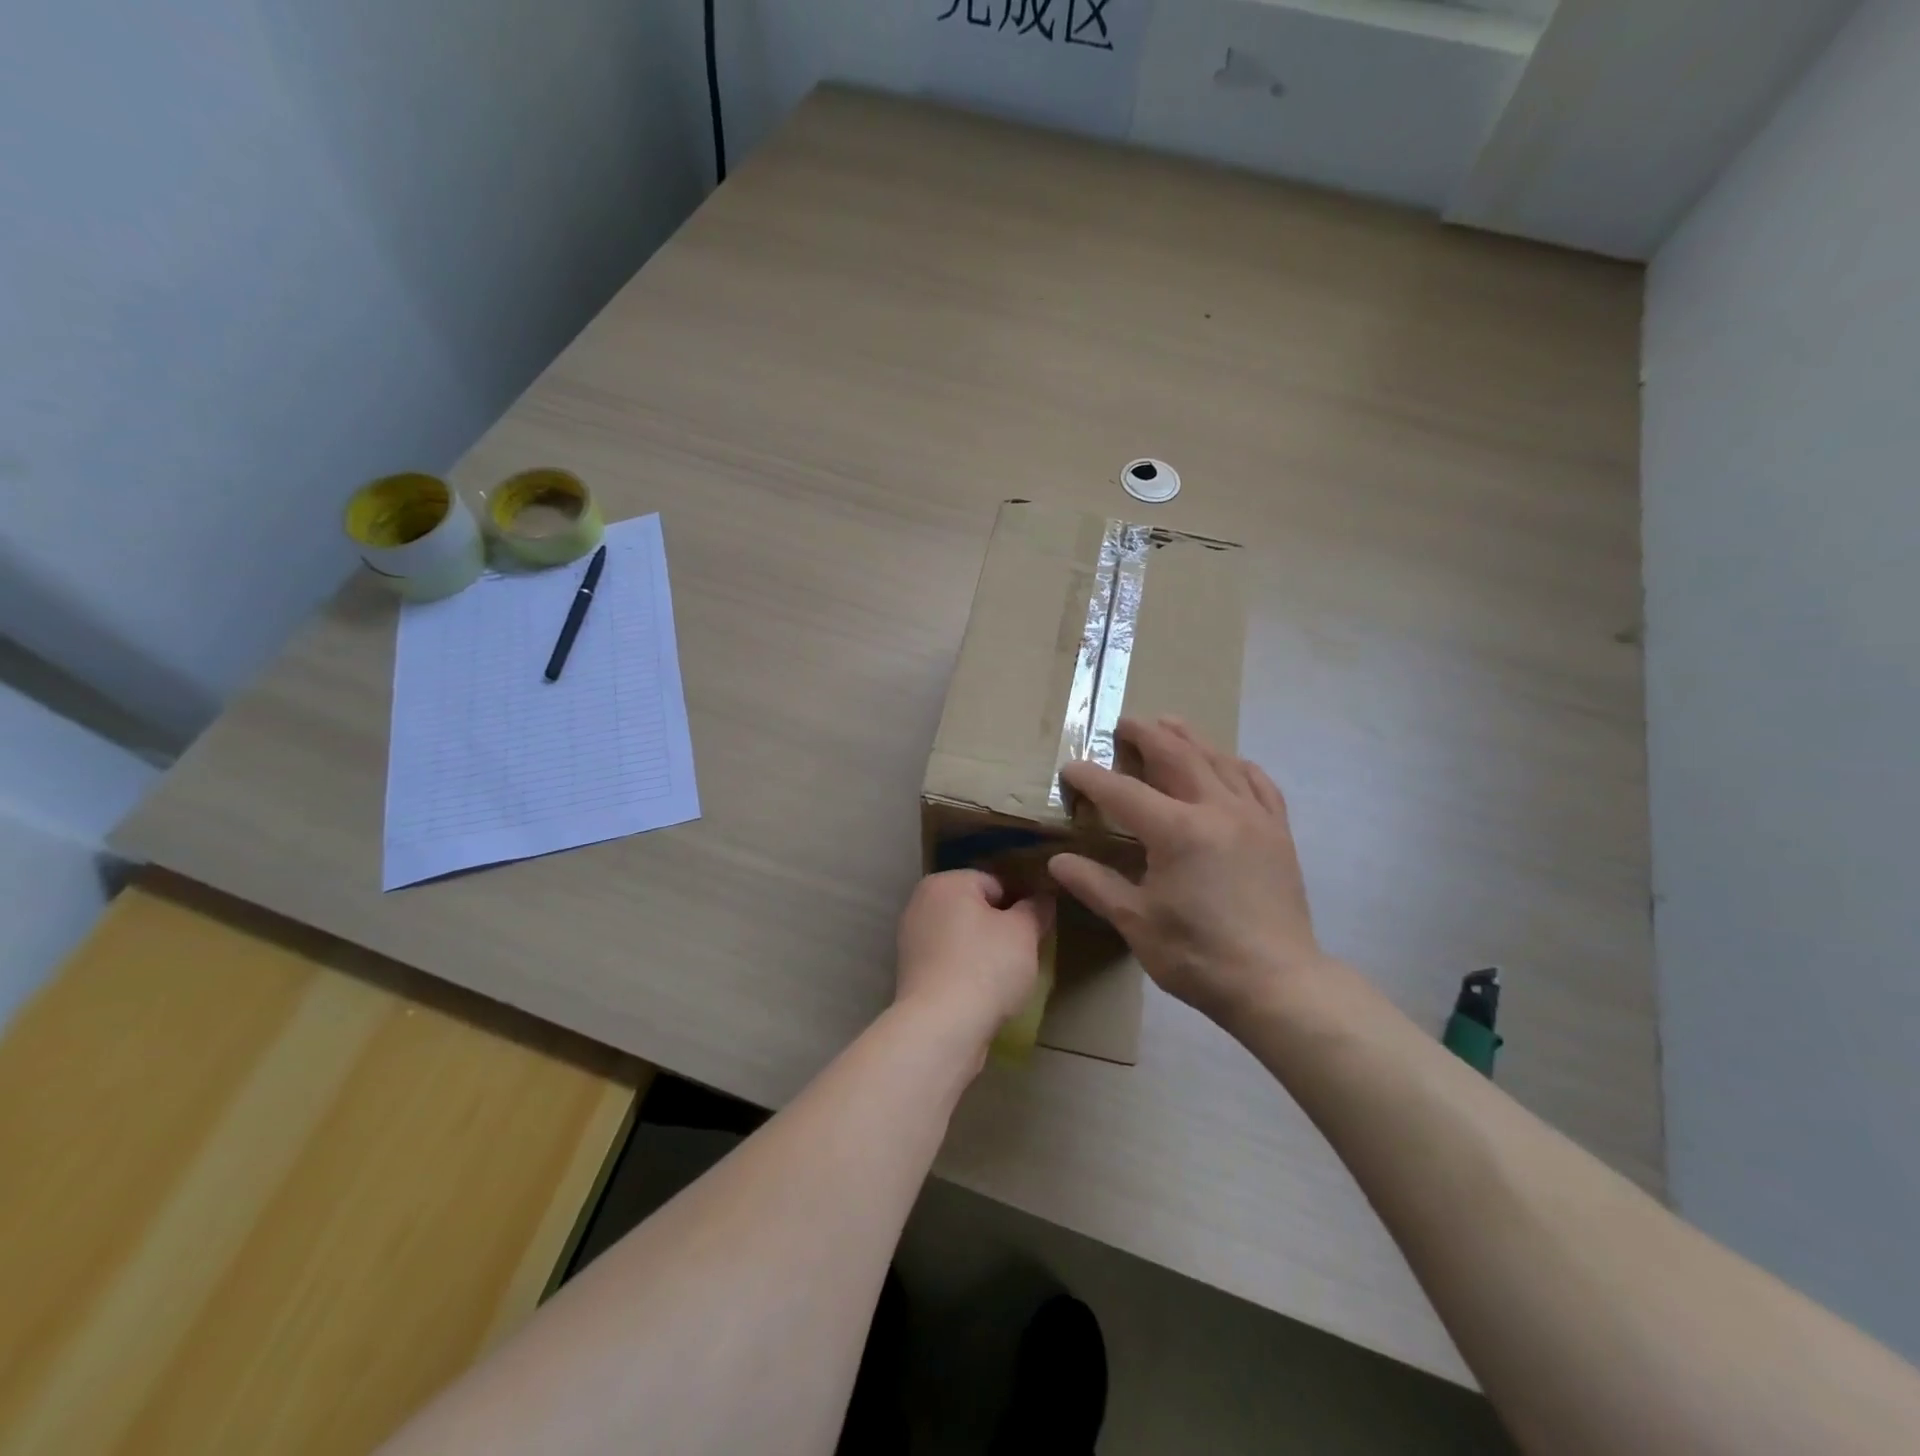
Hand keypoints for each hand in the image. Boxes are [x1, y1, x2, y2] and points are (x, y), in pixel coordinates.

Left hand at [895, 870, 1053, 1047]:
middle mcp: (921, 903)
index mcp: (945, 882)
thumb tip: (1042, 897)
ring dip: (985, 950)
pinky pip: (950, 961)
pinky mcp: (912, 973)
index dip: (1022, 903)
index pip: (996, 882)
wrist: (941, 1028)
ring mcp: (912, 939)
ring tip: (1008, 976)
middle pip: (976, 908)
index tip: (1038, 927)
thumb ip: (1035, 908)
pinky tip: (985, 991)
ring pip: (963, 936)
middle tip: (1027, 951)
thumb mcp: (1023, 933)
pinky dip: (967, 970)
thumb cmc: (985, 968)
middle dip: (1002, 926)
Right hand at [1048, 717, 1326, 1028]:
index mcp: (1177, 831)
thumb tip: (1057, 862)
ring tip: (1170, 723)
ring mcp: (1253, 817)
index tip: (1071, 767)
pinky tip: (1228, 761)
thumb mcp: (1136, 923)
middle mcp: (1216, 810)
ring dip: (1190, 738)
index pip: (1123, 792)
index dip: (1092, 778)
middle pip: (1176, 757)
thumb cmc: (1199, 956)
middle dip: (1146, 736)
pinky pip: (1258, 783)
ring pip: (1218, 761)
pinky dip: (1237, 765)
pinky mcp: (1277, 832)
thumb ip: (1096, 885)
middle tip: (1124, 722)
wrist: (1277, 983)